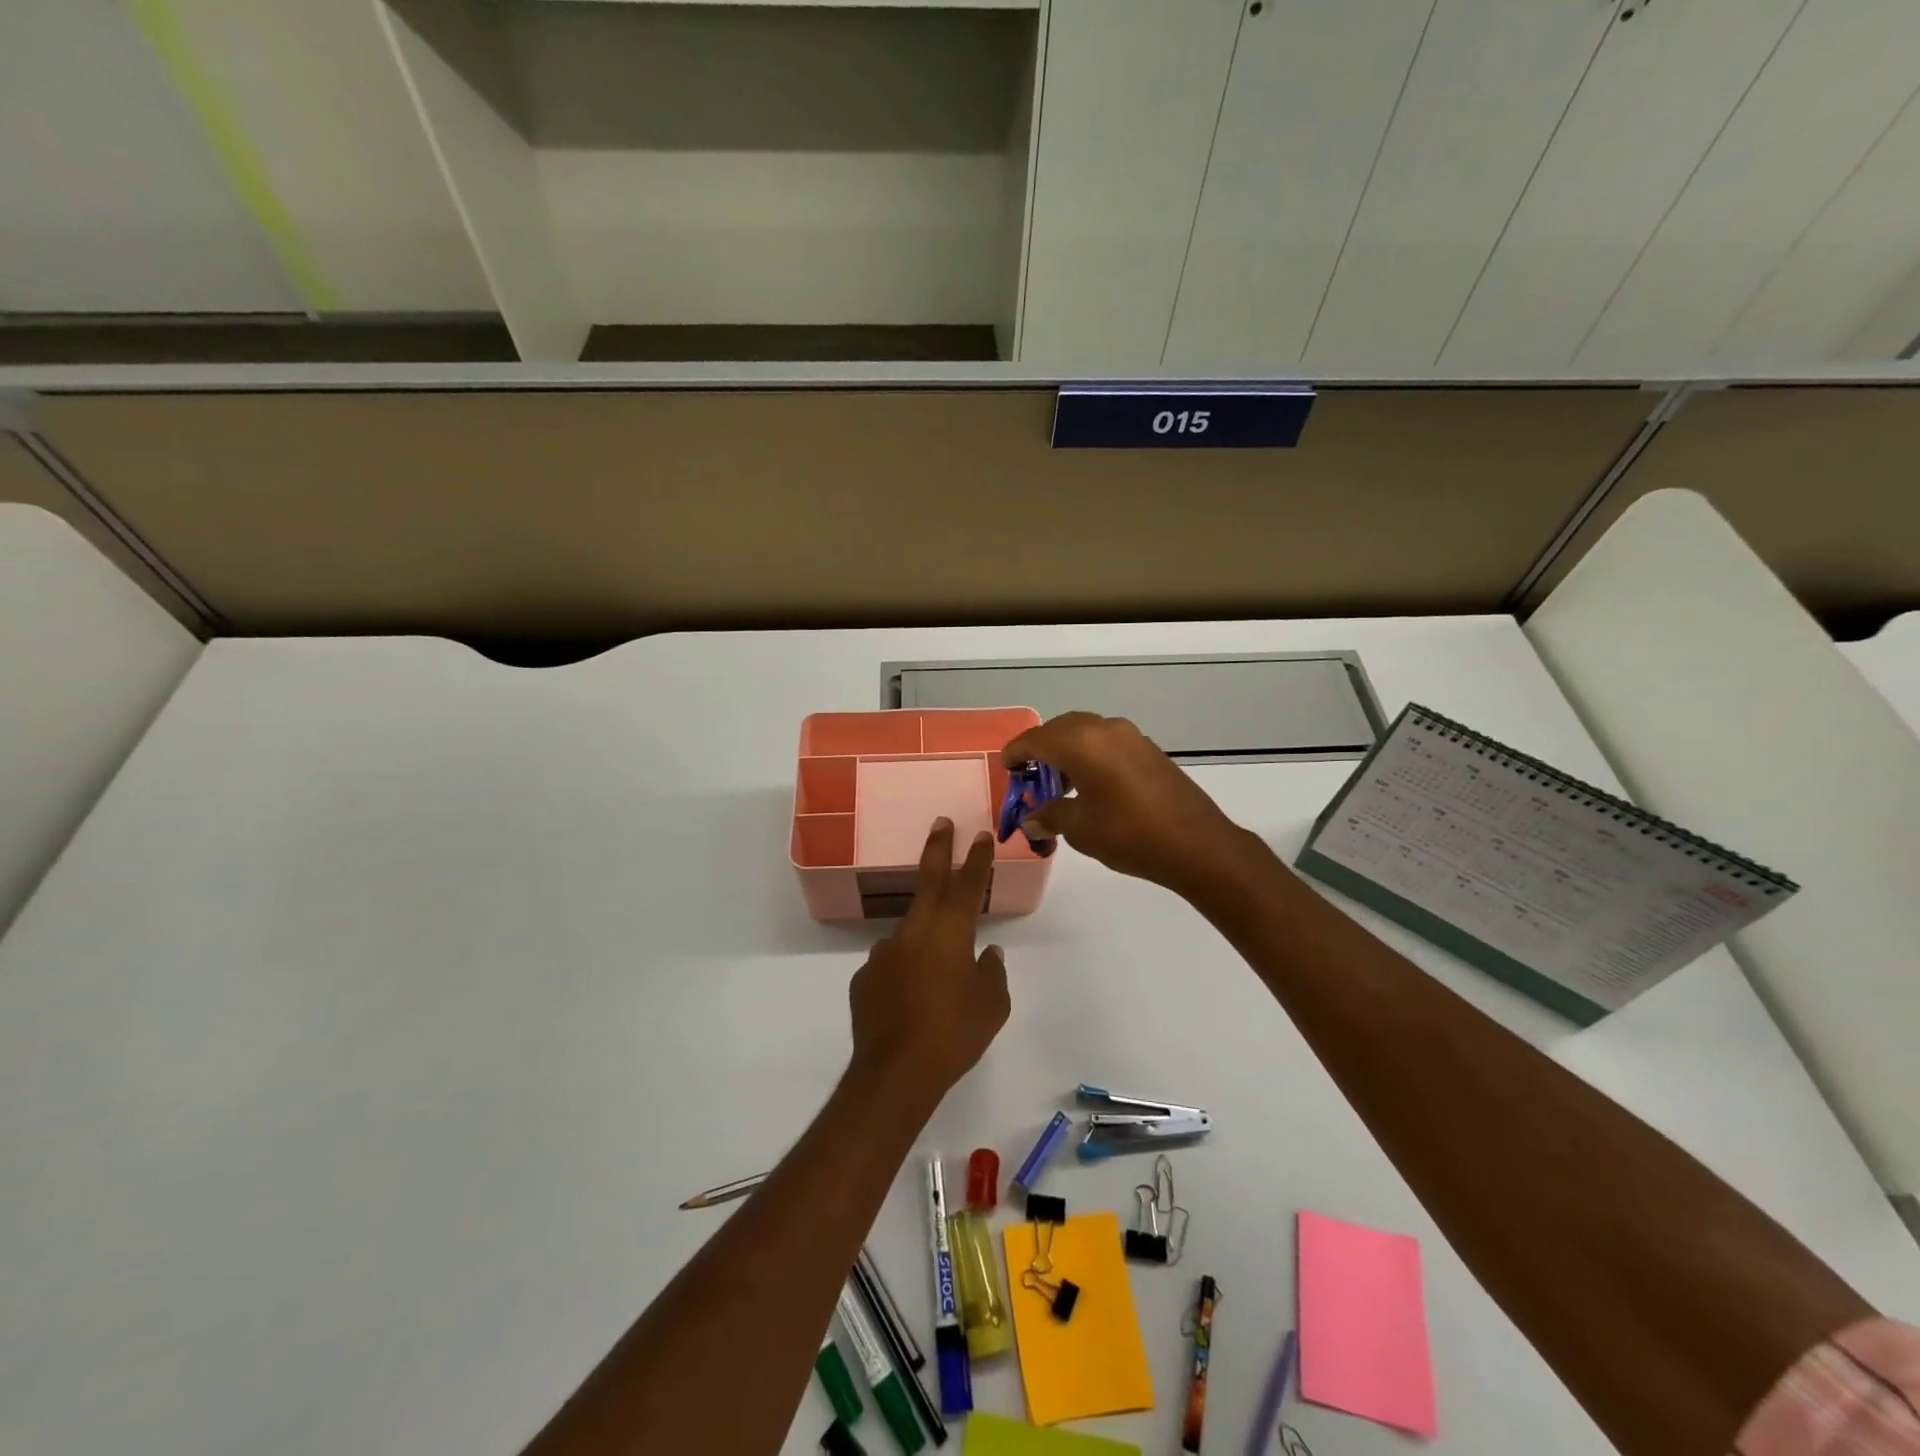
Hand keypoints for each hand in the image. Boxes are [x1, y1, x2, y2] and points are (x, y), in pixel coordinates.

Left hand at [848, 819, 1010, 1104]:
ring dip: (924, 942)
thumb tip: (987, 954)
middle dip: (938, 848)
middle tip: (941, 823)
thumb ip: (992, 973)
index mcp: (949, 932)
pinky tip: (909, 1004)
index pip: (968, 885)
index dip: (977, 858)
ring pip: (910, 934)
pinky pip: (891, 966)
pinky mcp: (864, 977)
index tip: (981, 833)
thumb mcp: (991, 1007)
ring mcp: (884, 952)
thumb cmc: (955, 1034)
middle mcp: (914, 931)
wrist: (895, 1073)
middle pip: (929, 881)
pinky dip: (903, 974)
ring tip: (935, 982)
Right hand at [1001, 712, 1250, 893]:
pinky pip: (1107, 743)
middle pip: (1060, 730)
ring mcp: (1131, 737)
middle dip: (1041, 750)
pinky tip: (1090, 786)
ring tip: (1058, 786)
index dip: (1016, 753)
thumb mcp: (1080, 829)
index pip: (1036, 740)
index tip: (1006, 768)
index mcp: (1081, 743)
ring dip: (1067, 753)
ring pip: (1086, 734)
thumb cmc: (1129, 834)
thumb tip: (1032, 820)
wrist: (1197, 844)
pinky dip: (1090, 756)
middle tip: (1029, 777)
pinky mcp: (1149, 750)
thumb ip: (1050, 816)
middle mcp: (1104, 729)